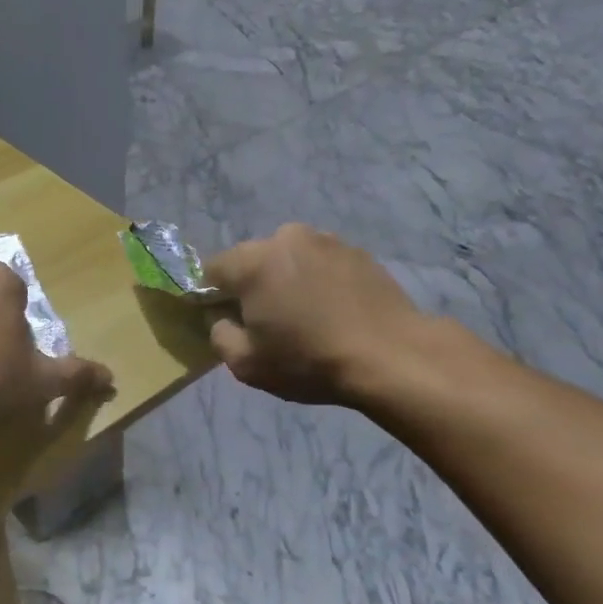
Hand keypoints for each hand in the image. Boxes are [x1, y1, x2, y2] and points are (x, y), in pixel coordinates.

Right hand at [204, 224, 437, 405]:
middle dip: (251, 285)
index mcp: (252, 262)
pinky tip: (333, 310)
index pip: (212, 270)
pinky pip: (320, 263)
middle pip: (251, 260)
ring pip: (288, 258)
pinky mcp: (357, 251)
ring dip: (286, 280)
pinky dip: (318, 281)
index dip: (211, 296)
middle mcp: (286, 239)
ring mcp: (326, 241)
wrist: (391, 357)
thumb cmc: (310, 361)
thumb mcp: (246, 364)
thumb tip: (222, 318)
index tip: (225, 320)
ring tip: (305, 316)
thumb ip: (219, 335)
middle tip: (267, 321)